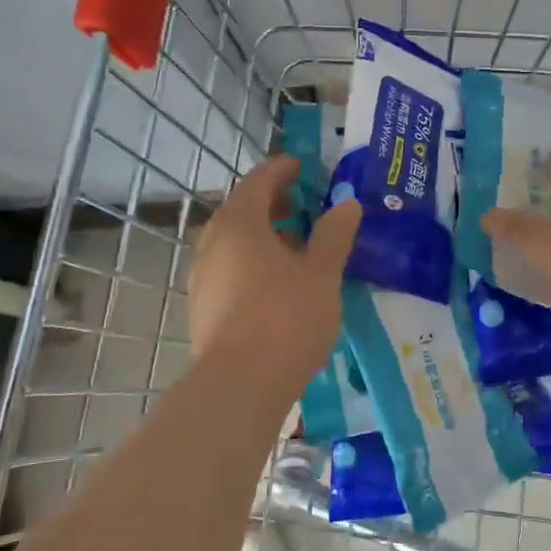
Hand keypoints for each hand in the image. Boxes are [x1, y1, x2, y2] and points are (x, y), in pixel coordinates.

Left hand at [189, 154, 361, 394]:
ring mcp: (202, 276)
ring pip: (233, 242)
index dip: (281, 170)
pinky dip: (251, 262)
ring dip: (262, 235)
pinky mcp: (202, 307)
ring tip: (296, 248)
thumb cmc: (286, 317)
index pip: (258, 181)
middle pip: (241, 210)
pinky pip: (228, 269)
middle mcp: (213, 242)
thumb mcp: (321, 273)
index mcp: (240, 223)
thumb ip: (334, 234)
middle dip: (272, 203)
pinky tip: (276, 285)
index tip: (302, 166)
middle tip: (304, 207)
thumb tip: (347, 203)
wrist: (241, 383)